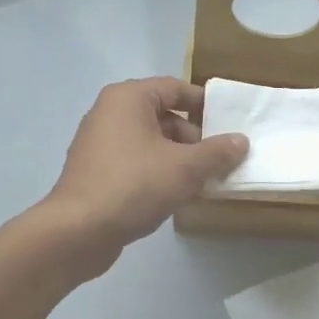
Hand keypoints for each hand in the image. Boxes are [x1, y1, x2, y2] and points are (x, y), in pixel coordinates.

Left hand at [43, 77, 248, 265]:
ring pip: (151, 142)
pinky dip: (158, 172)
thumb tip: (240, 141)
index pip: (175, 88)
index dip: (205, 104)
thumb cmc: (134, 185)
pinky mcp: (96, 172)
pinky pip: (136, 162)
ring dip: (179, 159)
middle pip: (163, 115)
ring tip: (203, 182)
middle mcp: (110, 113)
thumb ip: (217, 152)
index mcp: (128, 98)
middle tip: (219, 161)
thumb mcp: (186, 168)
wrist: (78, 231)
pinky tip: (177, 196)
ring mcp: (99, 143)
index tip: (229, 124)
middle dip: (194, 138)